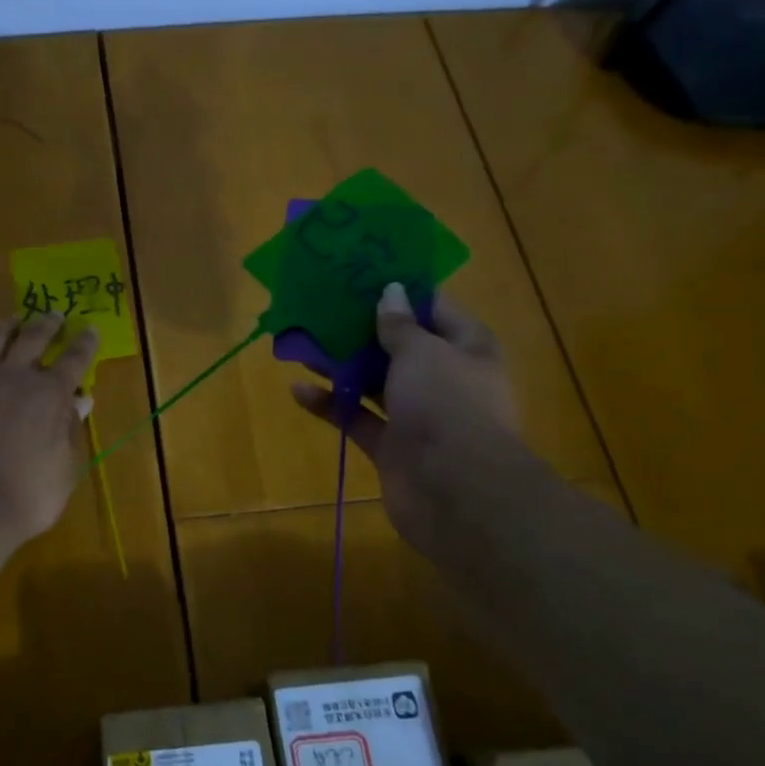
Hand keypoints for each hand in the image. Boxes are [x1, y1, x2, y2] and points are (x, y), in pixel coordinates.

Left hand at [0, 313, 98, 556]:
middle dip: (47, 324)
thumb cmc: (26, 497)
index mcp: (49, 394)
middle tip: (54, 314)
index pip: (74, 358)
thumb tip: (80, 400)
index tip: (91, 328)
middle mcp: (14, 378)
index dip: (85, 342)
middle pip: (33, 338)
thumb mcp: (64, 469)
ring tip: (12, 320)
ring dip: (6, 327)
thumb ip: (70, 430)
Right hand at [292, 283, 517, 547]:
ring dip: (340, 366)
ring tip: (300, 345)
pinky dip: (331, 405)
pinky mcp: (392, 446)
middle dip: (360, 329)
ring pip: (373, 381)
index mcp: (466, 348)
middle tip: (320, 308)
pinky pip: (357, 417)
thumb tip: (391, 291)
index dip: (400, 291)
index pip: (434, 309)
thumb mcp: (422, 352)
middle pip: (398, 346)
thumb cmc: (446, 404)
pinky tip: (298, 391)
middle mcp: (444, 378)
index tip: (361, 274)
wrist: (457, 492)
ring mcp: (418, 415)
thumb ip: (399, 324)